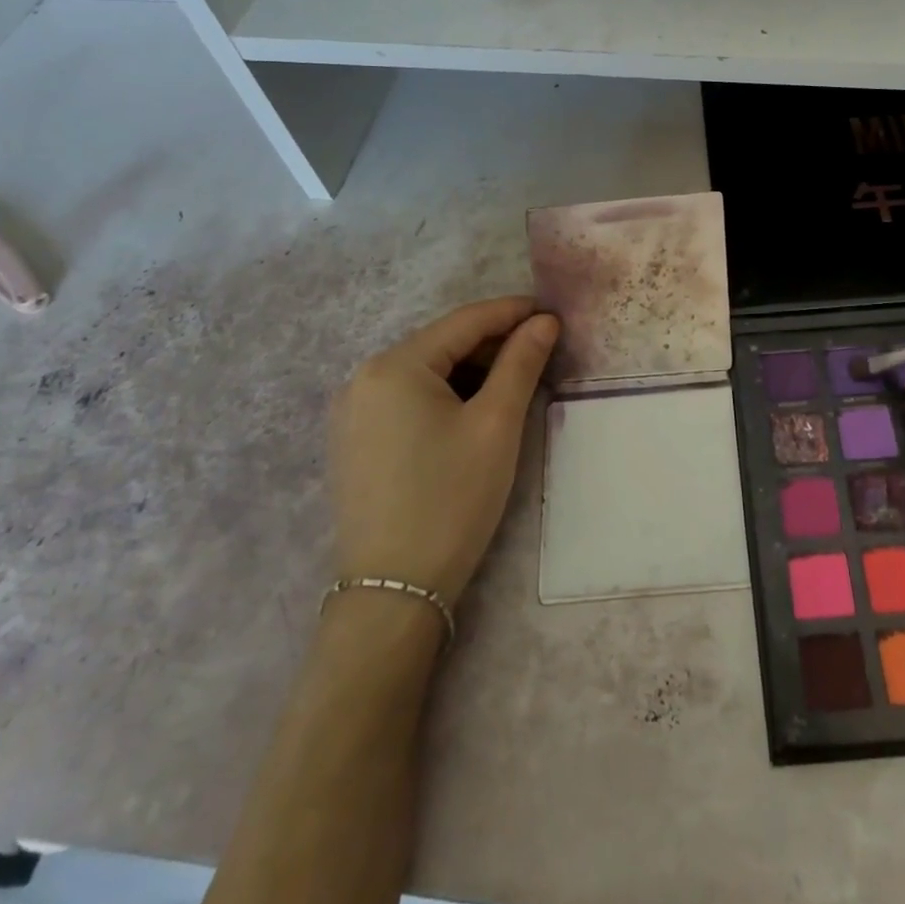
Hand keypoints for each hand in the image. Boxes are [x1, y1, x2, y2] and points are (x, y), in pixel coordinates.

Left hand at [327, 297, 558, 604]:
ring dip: (471, 370)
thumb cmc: (451, 498)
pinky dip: (445, 394)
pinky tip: (474, 411)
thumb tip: (544, 321)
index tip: (552, 312)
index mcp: (394, 365)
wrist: (393, 592)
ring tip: (515, 382)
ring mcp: (352, 412)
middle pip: (442, 344)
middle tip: (541, 352)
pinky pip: (407, 399)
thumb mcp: (496, 424)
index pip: (464, 321)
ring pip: (425, 372)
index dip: (512, 312)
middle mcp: (363, 378)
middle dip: (493, 343)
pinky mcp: (354, 442)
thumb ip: (521, 363)